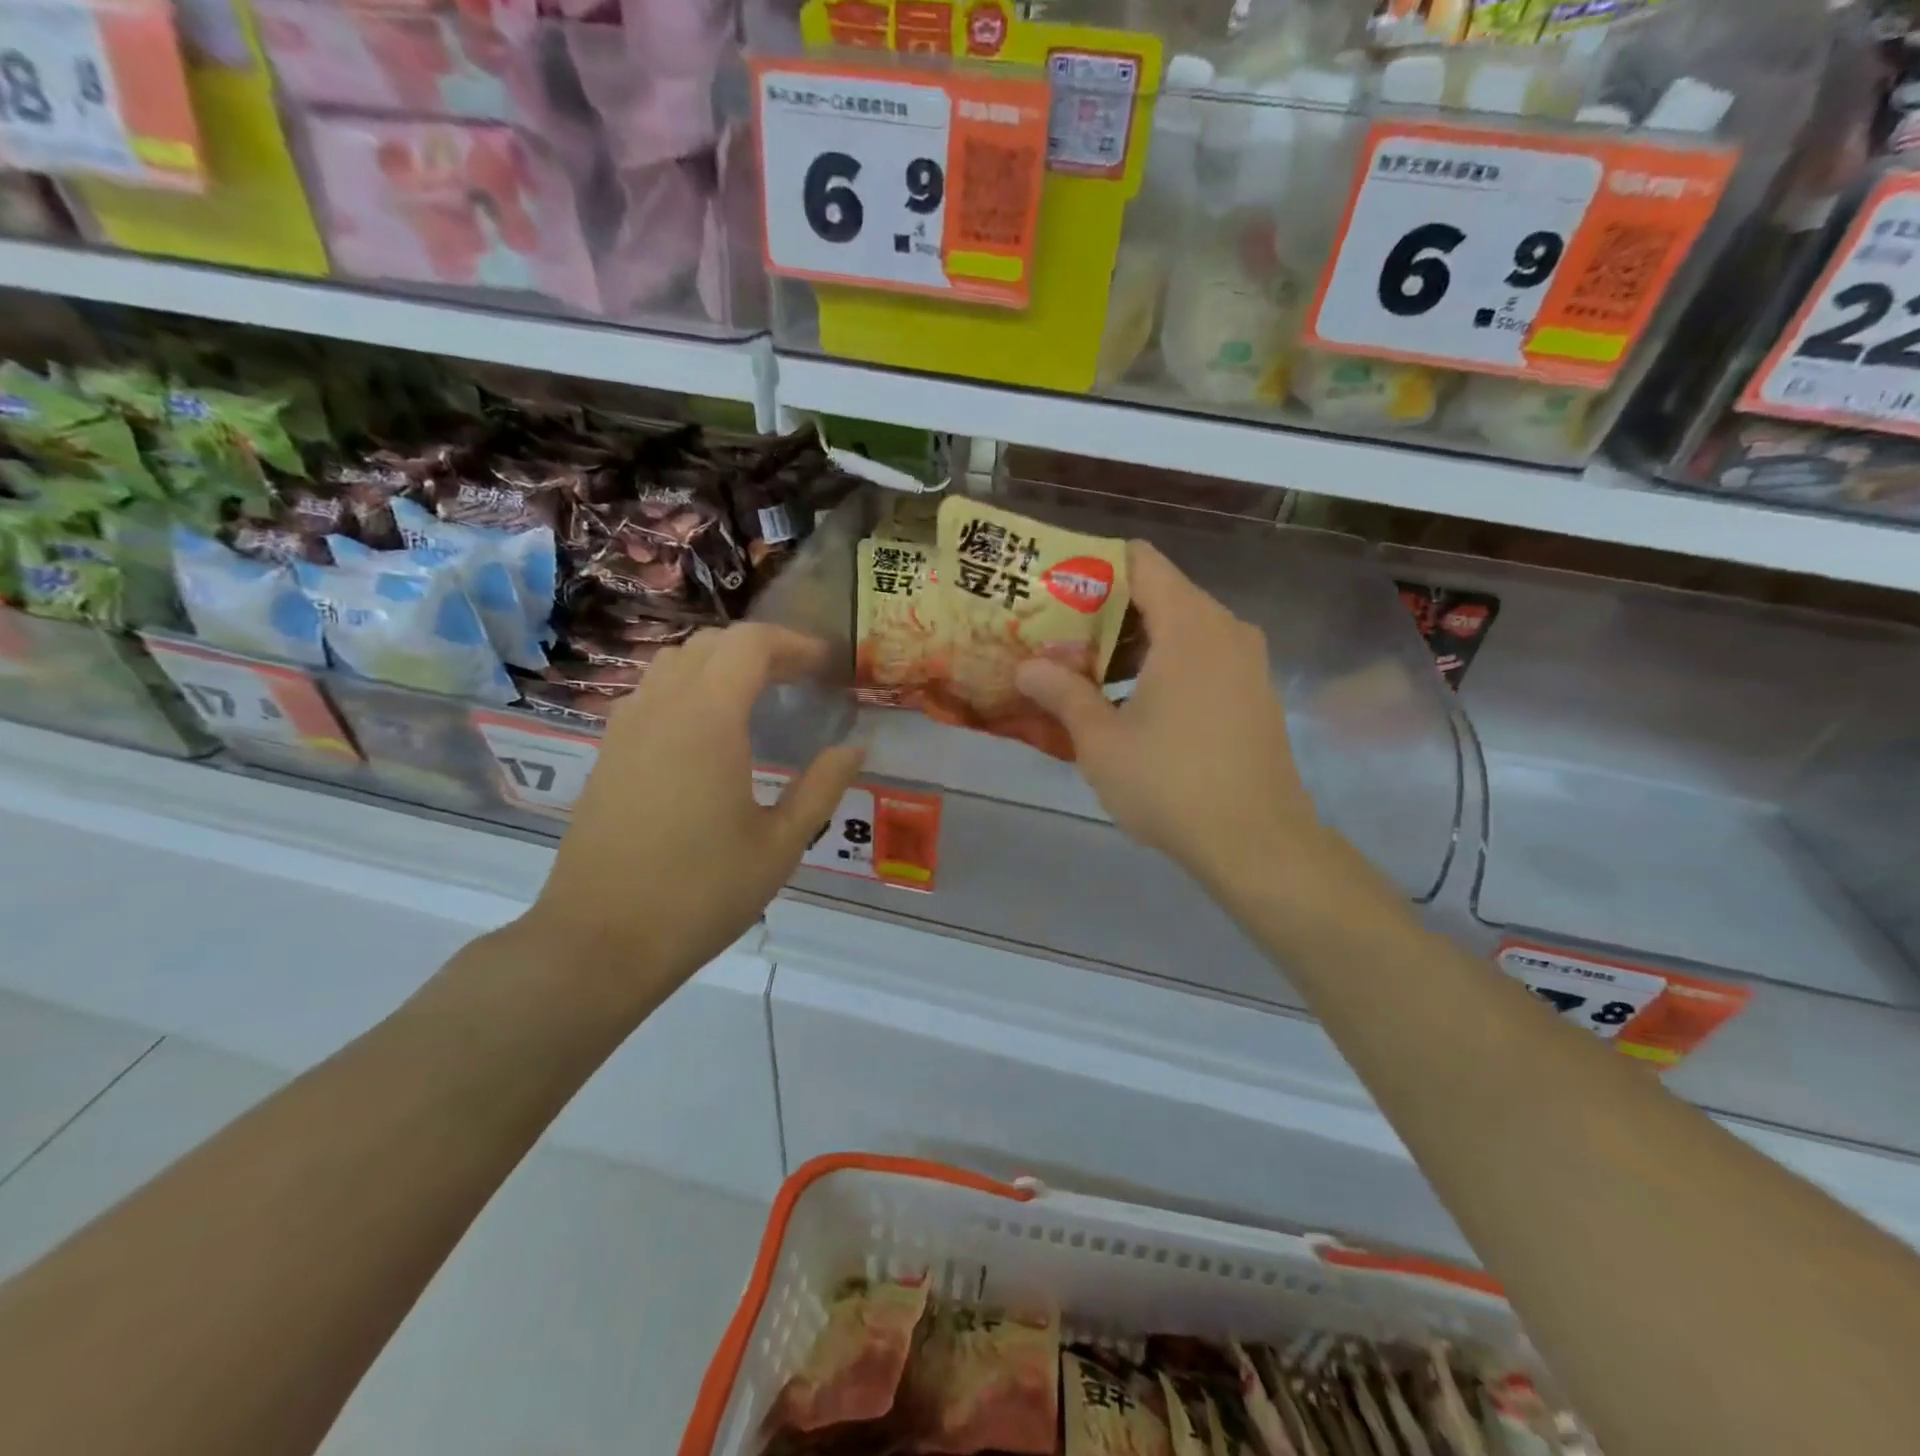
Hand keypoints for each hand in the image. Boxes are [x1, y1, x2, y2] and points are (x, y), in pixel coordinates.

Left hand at [523, 624, 864, 993]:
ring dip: (720, 664)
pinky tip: (709, 732)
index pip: (749, 644)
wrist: (601, 941)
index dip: (793, 643)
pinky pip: (651, 694)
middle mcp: (660, 708)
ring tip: (757, 697)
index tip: (825, 665)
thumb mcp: (781, 844)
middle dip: (760, 650)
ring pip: (673, 664)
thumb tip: (856, 747)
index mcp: (707, 719)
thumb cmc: (702, 893)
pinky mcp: (607, 754)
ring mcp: (625, 729)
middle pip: (710, 644)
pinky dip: (688, 688)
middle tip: (799, 680)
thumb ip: (823, 786)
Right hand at [1014, 541, 1323, 892]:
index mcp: (1189, 625)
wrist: (1257, 843)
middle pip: (1159, 594)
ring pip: (1180, 629)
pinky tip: (1131, 703)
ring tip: (1085, 673)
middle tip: (1056, 638)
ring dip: (1132, 644)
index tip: (1054, 593)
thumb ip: (1062, 693)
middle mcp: (1225, 629)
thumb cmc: (1171, 783)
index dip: (1093, 568)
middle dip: (1105, 613)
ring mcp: (1246, 661)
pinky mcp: (1254, 692)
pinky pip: (1202, 657)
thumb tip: (1026, 667)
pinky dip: (1163, 665)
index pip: (1139, 562)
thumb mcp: (1102, 740)